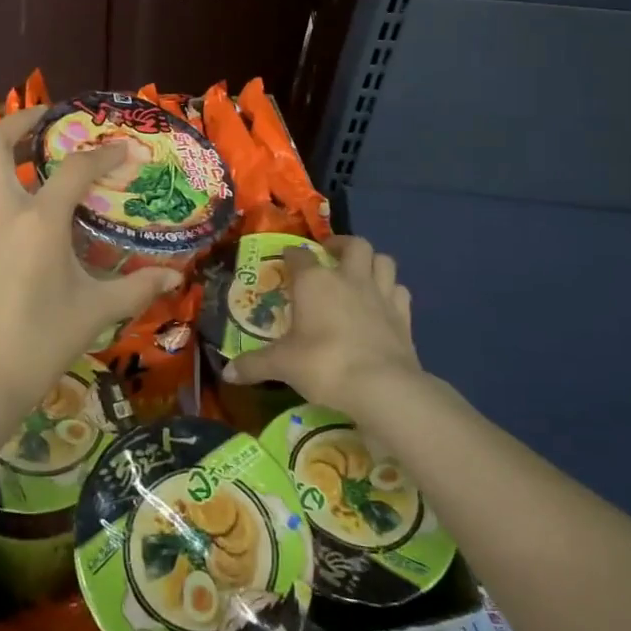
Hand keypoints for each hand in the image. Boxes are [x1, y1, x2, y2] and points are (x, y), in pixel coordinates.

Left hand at [0, 105, 181, 440]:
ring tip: (39, 154)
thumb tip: (175, 276)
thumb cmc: (37, 345)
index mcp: (38, 222)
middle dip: (21, 121)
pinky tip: (26, 206)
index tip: (124, 149)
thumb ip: (136, 288)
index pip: (74, 170)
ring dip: (5, 149)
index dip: (103, 154)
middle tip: (52, 121)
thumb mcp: (93, 314)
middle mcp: (1, 212)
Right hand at [220, 236, 421, 416]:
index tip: (286, 259)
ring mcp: (381, 294)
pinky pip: (400, 291)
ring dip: (371, 262)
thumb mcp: (282, 365)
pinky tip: (384, 303)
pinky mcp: (403, 315)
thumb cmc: (324, 364)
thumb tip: (227, 372)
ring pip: (383, 260)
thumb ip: (254, 365)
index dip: (291, 255)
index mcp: (314, 282)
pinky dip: (391, 291)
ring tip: (360, 272)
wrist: (381, 386)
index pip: (299, 255)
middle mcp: (349, 278)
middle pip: (353, 244)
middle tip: (329, 254)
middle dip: (341, 244)